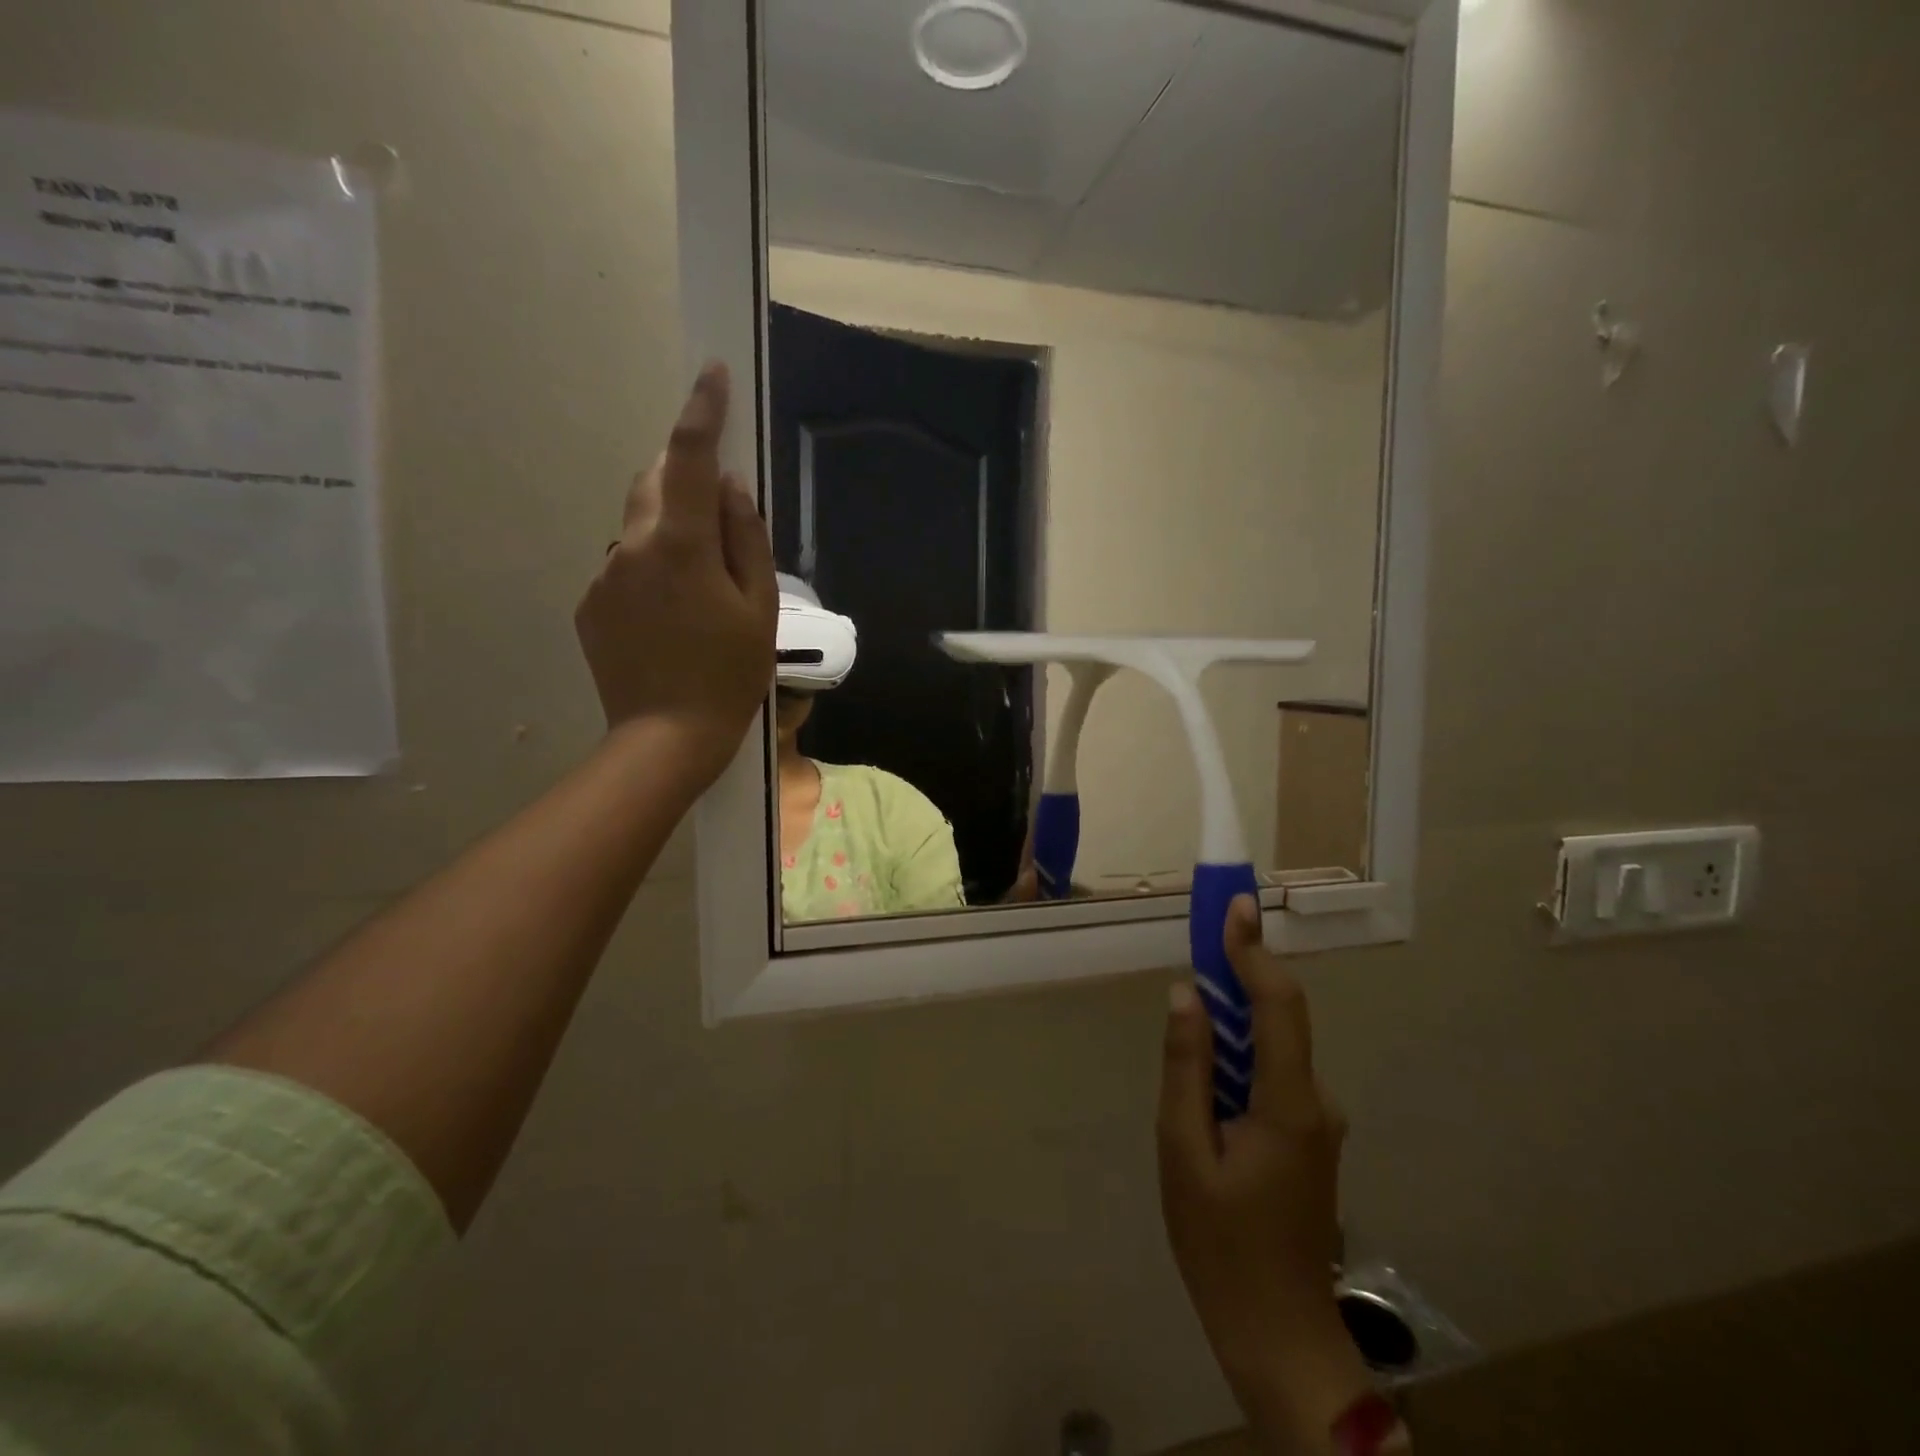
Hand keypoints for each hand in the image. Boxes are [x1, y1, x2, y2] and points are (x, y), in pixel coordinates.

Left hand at [576, 363, 777, 788]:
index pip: (691, 459)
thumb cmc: (729, 676)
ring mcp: (604, 576)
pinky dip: (650, 571)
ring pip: (640, 528)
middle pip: (655, 484)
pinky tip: (670, 619)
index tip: (712, 373)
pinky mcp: (590, 604)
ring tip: (698, 591)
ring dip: (669, 533)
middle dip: (684, 479)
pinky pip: (624, 566)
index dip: (702, 411)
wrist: (666, 738)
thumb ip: (746, 540)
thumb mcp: (759, 609)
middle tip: (718, 515)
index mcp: (681, 545)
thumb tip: (731, 487)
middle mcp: (632, 547)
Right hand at [1158, 896, 1370, 1449]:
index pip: (1279, 1004)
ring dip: (1232, 1023)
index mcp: (1289, 1103)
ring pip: (1272, 1048)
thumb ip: (1186, 1067)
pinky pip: (1272, 1075)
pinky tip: (1205, 1089)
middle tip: (1196, 948)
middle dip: (1238, 977)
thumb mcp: (1183, 1151)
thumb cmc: (1220, 1244)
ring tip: (1187, 1030)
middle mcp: (1316, 1101)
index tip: (1234, 906)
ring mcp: (1318, 1121)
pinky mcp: (1309, 1137)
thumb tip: (1187, 994)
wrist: (1279, 1335)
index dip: (1254, 951)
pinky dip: (1239, 1058)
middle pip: (1278, 1019)